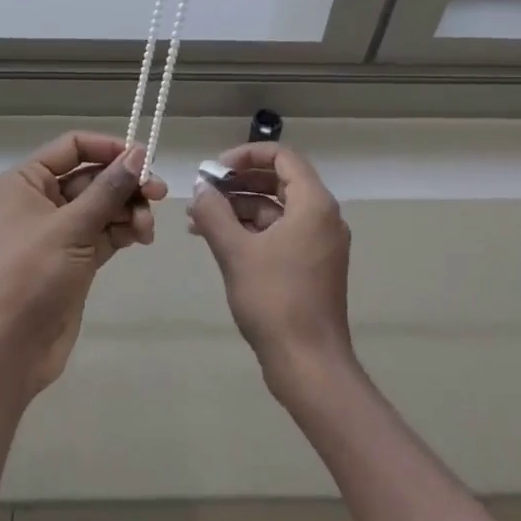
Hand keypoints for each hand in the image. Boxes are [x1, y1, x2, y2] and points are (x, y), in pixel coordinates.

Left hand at [0, 132, 164, 399]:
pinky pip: (105, 232)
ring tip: (146, 230)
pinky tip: (141, 239)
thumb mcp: (70, 227)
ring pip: (103, 206)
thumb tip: (139, 152)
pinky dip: (124, 231)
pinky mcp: (74, 259)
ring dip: (129, 211)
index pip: (73, 147)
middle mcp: (41, 200)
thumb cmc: (29, 276)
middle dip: (125, 184)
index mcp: (26, 181)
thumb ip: (108, 189)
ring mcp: (58, 231)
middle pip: (93, 177)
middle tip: (159, 195)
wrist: (5, 352)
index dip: (109, 148)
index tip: (144, 159)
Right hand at [187, 142, 353, 394]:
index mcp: (314, 203)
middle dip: (237, 183)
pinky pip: (279, 232)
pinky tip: (216, 240)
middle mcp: (322, 216)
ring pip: (276, 208)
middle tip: (203, 192)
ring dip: (239, 208)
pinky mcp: (311, 265)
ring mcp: (319, 242)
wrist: (309, 365)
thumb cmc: (275, 300)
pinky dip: (250, 230)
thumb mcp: (235, 251)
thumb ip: (214, 212)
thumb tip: (200, 189)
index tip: (214, 169)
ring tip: (198, 219)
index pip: (282, 157)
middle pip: (278, 180)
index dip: (246, 155)